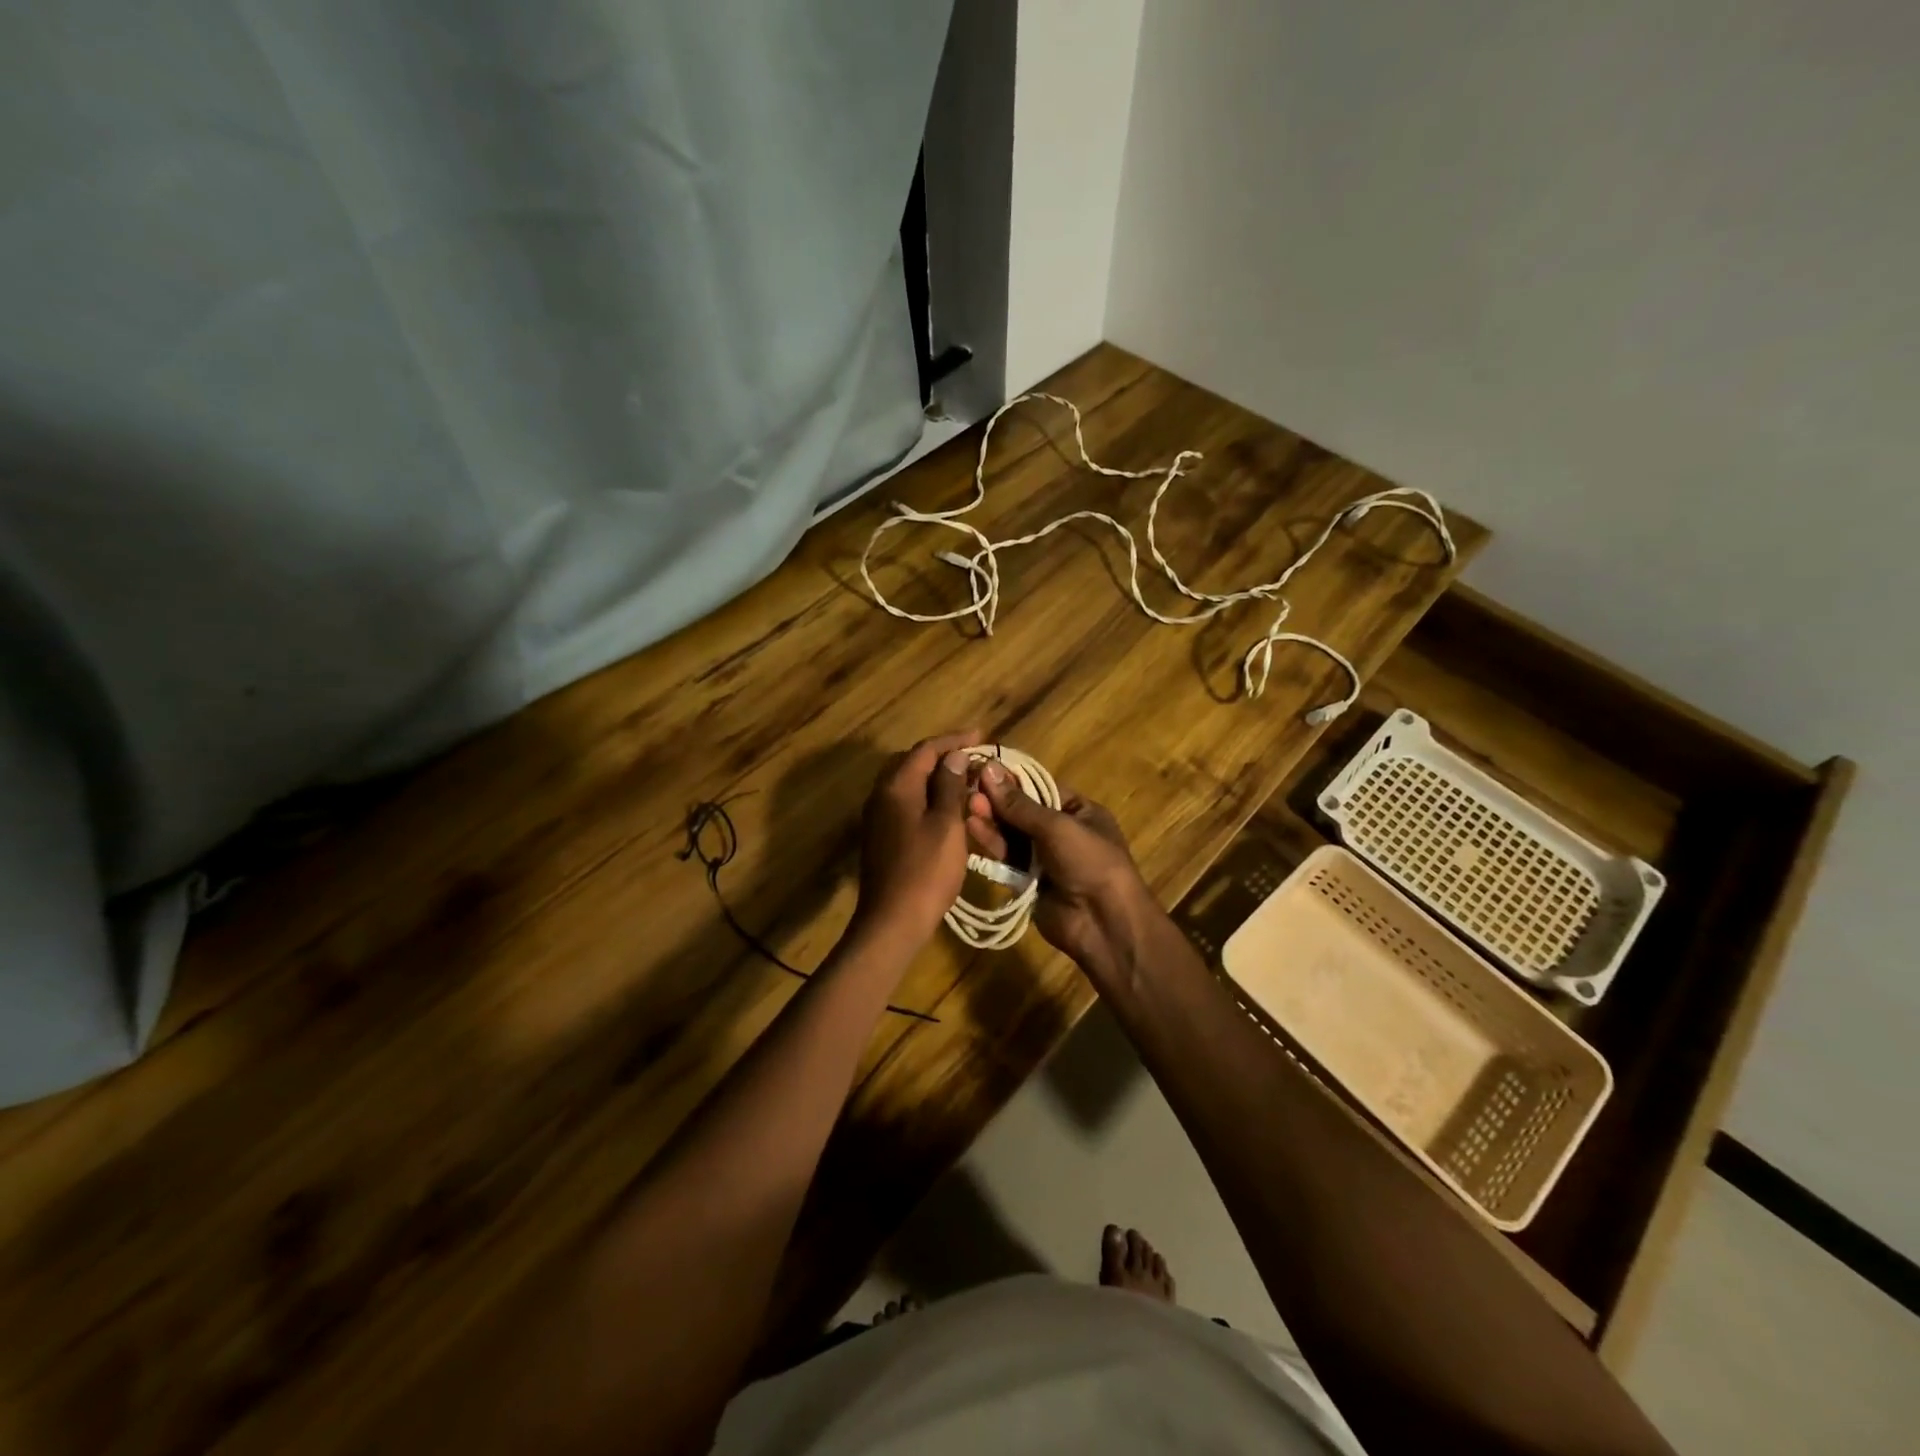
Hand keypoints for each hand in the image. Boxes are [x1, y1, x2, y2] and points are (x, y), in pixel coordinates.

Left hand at [851, 730, 980, 949]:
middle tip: (973, 757)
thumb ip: (949, 786)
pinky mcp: (882, 836)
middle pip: (912, 763)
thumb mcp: (947, 825)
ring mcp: (878, 817)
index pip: (925, 749)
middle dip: (943, 756)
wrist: (892, 921)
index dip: (953, 740)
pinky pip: (905, 804)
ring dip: (935, 778)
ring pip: (908, 784)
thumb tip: (953, 756)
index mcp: (896, 787)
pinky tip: (947, 809)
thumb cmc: (926, 871)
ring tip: (965, 780)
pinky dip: (927, 798)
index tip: (981, 736)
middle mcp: (881, 795)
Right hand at [971, 764, 1159, 984]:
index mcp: (1079, 811)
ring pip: (1012, 834)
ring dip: (991, 820)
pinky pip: (1007, 858)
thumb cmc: (1089, 862)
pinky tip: (973, 827)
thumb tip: (989, 769)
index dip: (1011, 780)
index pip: (1040, 788)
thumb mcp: (1057, 826)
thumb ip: (1019, 803)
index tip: (981, 769)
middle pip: (1023, 811)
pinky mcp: (1029, 881)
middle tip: (969, 789)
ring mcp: (1045, 858)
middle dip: (997, 801)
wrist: (1103, 923)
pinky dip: (992, 843)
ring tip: (967, 806)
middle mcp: (1062, 832)